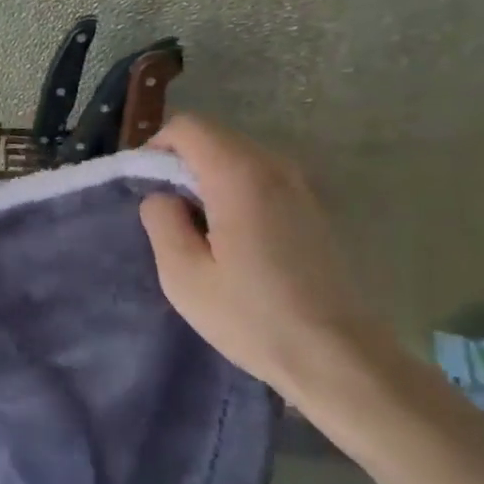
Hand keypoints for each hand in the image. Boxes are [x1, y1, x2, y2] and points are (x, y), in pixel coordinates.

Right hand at [139, 116, 400, 399]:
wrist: (337, 355)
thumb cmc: (253, 317)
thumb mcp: (183, 276)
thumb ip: (161, 221)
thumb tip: (162, 196)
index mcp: (239, 175)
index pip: (187, 127)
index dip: (156, 149)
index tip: (145, 189)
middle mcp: (274, 166)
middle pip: (214, 137)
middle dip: (181, 164)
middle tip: (167, 215)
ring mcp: (300, 185)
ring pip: (238, 157)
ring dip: (208, 179)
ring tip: (197, 231)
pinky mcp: (312, 207)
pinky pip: (261, 178)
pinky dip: (235, 191)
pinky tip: (233, 240)